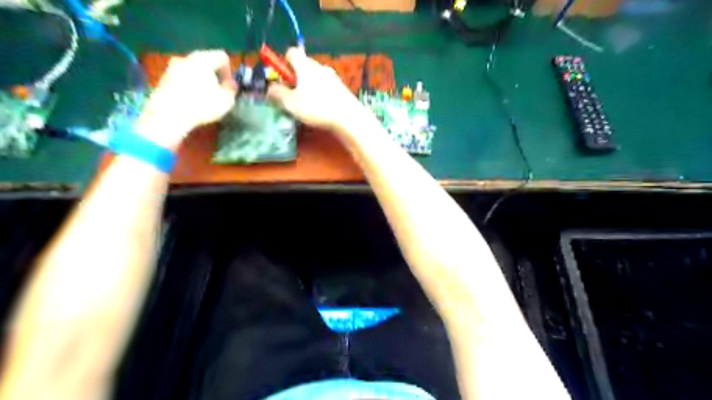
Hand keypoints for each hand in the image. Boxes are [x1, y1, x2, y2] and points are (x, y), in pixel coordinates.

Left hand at [137, 49, 236, 148]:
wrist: (168, 114)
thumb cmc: (202, 105)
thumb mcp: (226, 100)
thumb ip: (231, 89)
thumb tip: (231, 83)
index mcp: (203, 59)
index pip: (222, 57)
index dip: (230, 70)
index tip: (230, 86)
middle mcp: (186, 58)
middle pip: (205, 62)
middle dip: (214, 75)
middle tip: (218, 91)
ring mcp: (172, 67)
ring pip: (192, 70)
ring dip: (200, 81)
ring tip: (205, 98)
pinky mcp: (163, 79)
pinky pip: (182, 79)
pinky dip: (189, 86)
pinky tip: (192, 101)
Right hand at [269, 47, 362, 130]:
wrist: (348, 117)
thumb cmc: (316, 108)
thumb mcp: (291, 103)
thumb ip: (277, 94)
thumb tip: (270, 88)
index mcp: (305, 65)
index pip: (290, 52)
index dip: (283, 63)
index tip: (283, 79)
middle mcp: (319, 66)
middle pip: (303, 65)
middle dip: (296, 77)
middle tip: (293, 95)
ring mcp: (333, 76)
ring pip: (315, 76)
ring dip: (309, 86)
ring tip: (308, 104)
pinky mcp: (342, 87)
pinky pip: (326, 86)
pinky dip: (321, 93)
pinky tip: (322, 108)